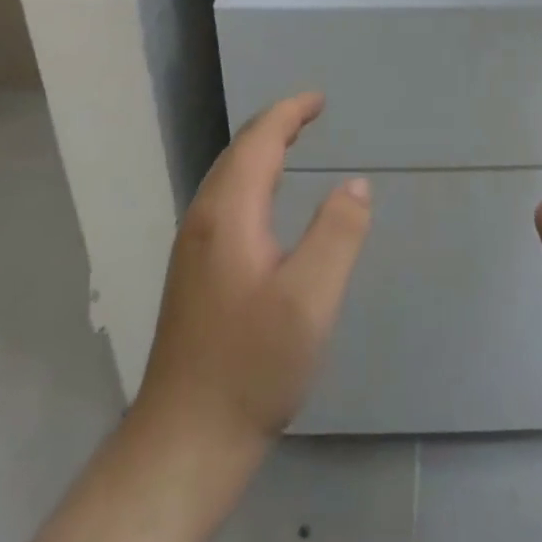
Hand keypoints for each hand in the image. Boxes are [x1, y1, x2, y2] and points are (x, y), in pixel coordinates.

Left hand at [134, 93, 371, 450]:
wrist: (184, 442)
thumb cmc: (252, 366)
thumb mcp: (310, 299)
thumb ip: (337, 234)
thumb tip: (356, 184)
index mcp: (229, 213)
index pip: (259, 141)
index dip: (289, 113)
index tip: (320, 99)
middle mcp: (203, 220)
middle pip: (238, 153)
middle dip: (275, 125)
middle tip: (311, 113)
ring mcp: (192, 248)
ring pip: (227, 178)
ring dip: (261, 151)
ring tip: (293, 143)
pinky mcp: (193, 274)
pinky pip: (225, 201)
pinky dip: (251, 179)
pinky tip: (265, 202)